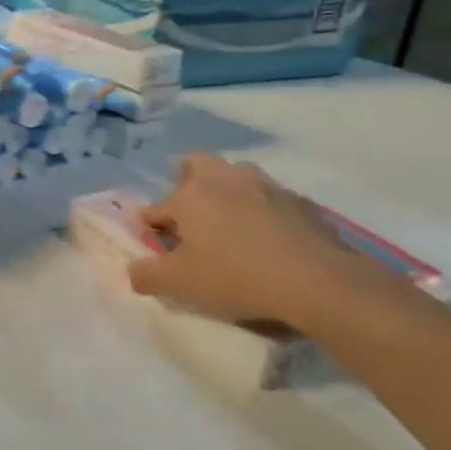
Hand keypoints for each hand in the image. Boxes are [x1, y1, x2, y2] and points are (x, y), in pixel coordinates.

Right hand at [127, 155, 382, 334]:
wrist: (317, 281)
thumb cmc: (236, 277)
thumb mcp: (180, 284)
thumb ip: (147, 275)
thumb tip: (132, 271)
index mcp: (191, 195)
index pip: (156, 207)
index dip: (150, 226)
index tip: (154, 244)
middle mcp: (225, 179)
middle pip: (196, 164)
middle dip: (186, 182)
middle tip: (190, 216)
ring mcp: (265, 185)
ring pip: (236, 175)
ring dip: (226, 192)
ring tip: (229, 225)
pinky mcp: (300, 201)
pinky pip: (269, 198)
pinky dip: (261, 210)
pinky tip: (267, 239)